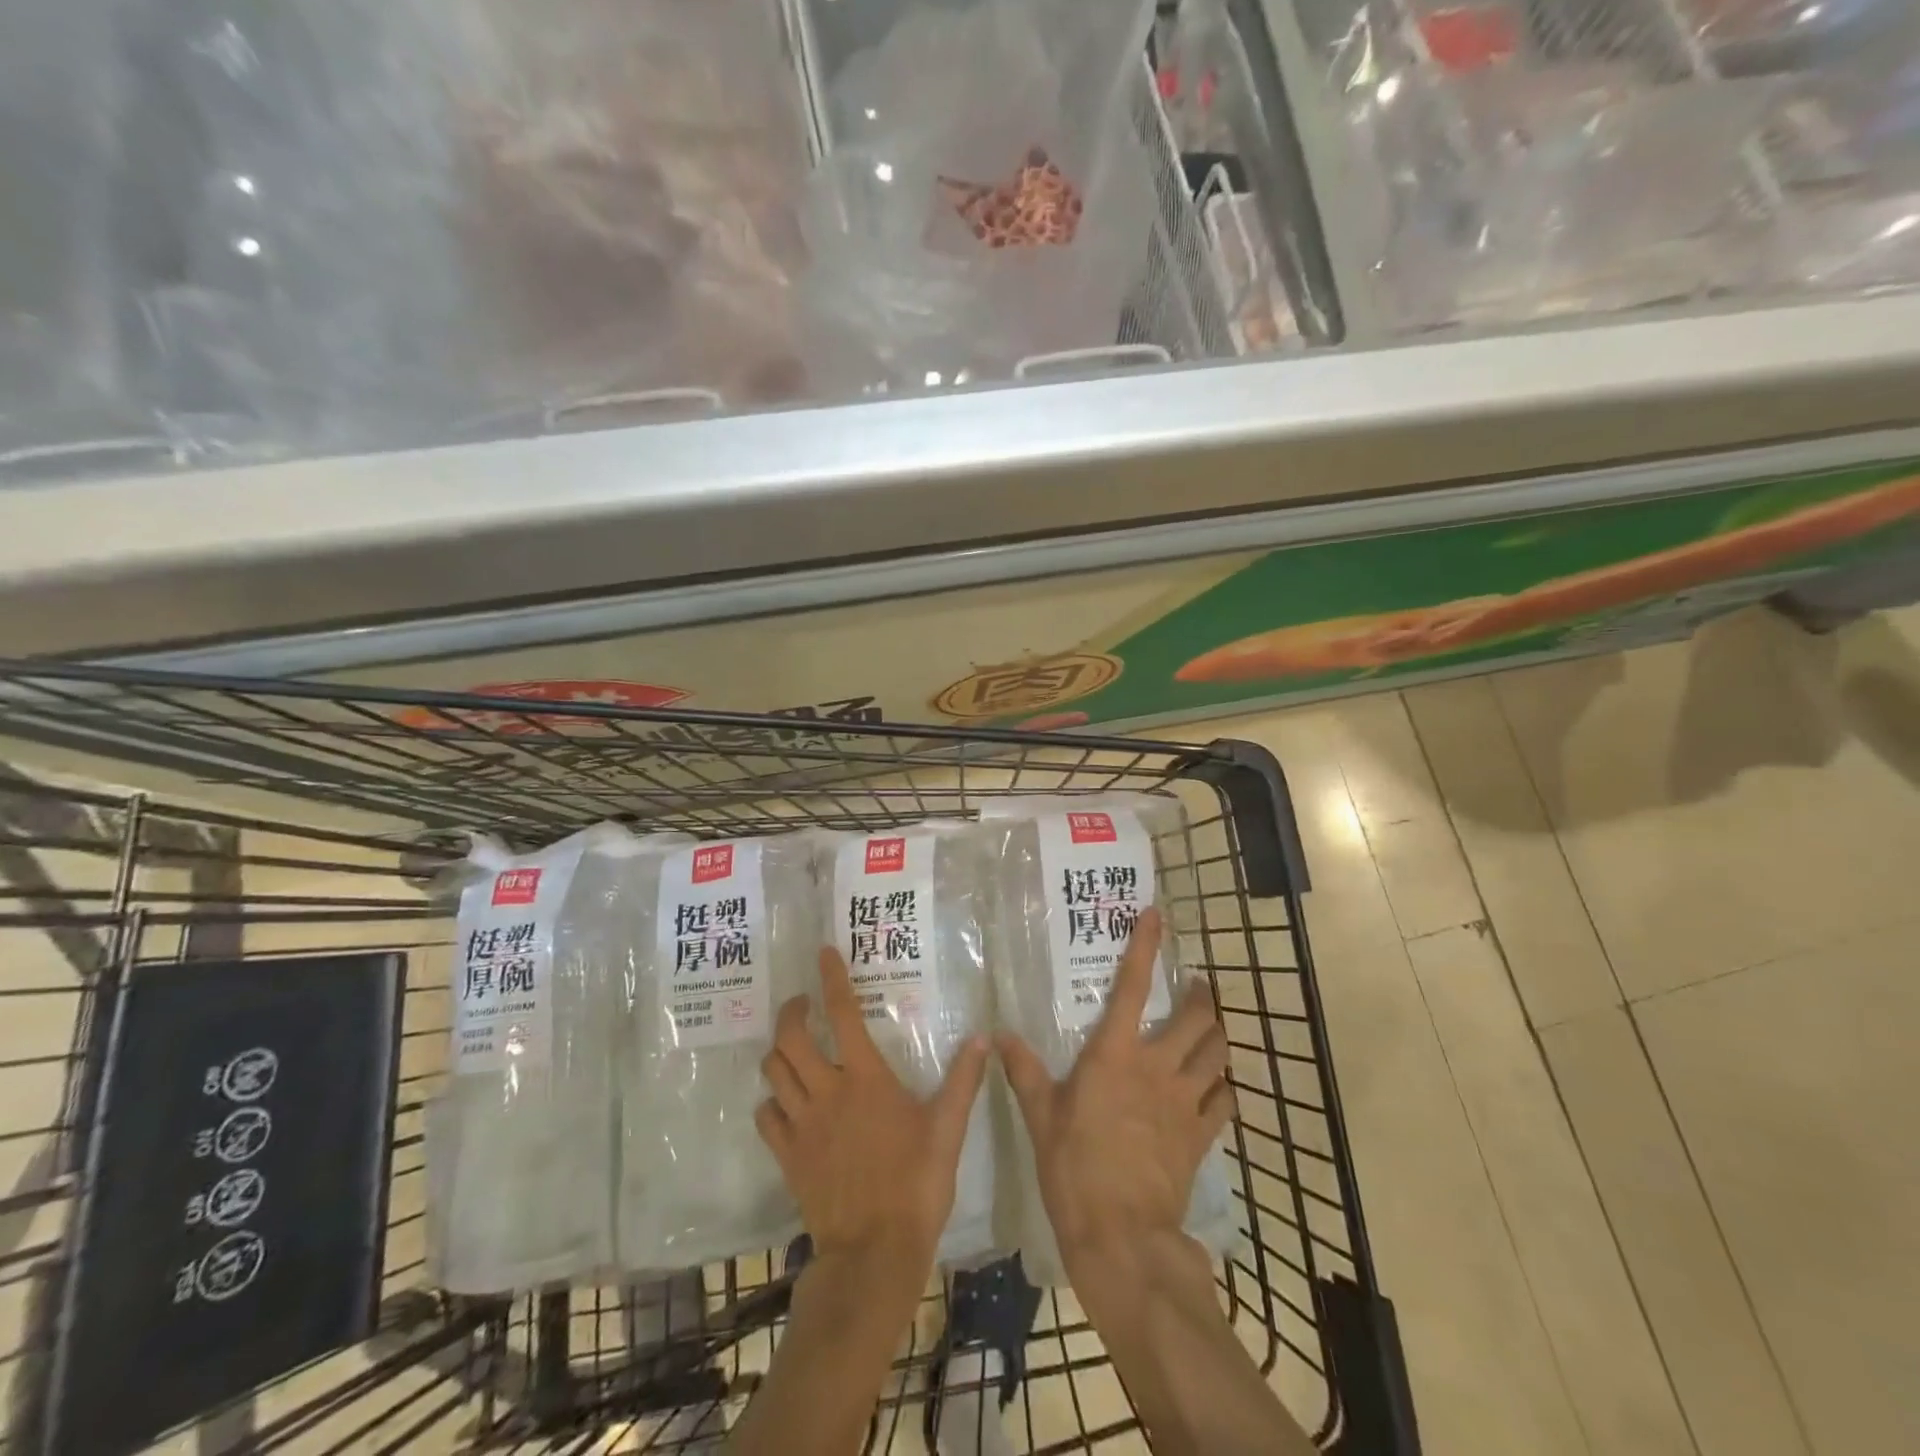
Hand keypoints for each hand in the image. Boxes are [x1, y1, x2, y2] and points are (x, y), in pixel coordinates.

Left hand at [756, 948, 990, 1265]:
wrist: (874, 1252)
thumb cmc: (916, 1184)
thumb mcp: (948, 1128)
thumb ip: (964, 1080)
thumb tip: (983, 1038)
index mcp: (865, 1078)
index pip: (842, 1013)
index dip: (831, 978)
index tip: (823, 953)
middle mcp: (826, 1091)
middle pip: (790, 1038)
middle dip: (791, 1012)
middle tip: (802, 1004)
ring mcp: (802, 1124)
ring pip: (773, 1072)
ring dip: (778, 1051)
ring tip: (792, 1045)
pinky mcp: (788, 1156)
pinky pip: (766, 1117)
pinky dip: (771, 1101)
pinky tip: (784, 1103)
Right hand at [999, 907, 1233, 1274]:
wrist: (1121, 1235)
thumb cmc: (1073, 1167)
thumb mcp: (1040, 1116)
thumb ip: (1024, 1071)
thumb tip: (1000, 1035)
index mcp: (1115, 1054)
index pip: (1132, 986)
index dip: (1145, 946)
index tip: (1156, 916)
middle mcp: (1157, 1067)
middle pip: (1197, 1018)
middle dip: (1202, 996)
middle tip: (1197, 988)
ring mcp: (1185, 1102)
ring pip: (1218, 1054)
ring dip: (1218, 1036)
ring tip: (1212, 1029)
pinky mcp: (1200, 1136)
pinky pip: (1225, 1101)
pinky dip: (1224, 1087)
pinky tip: (1218, 1087)